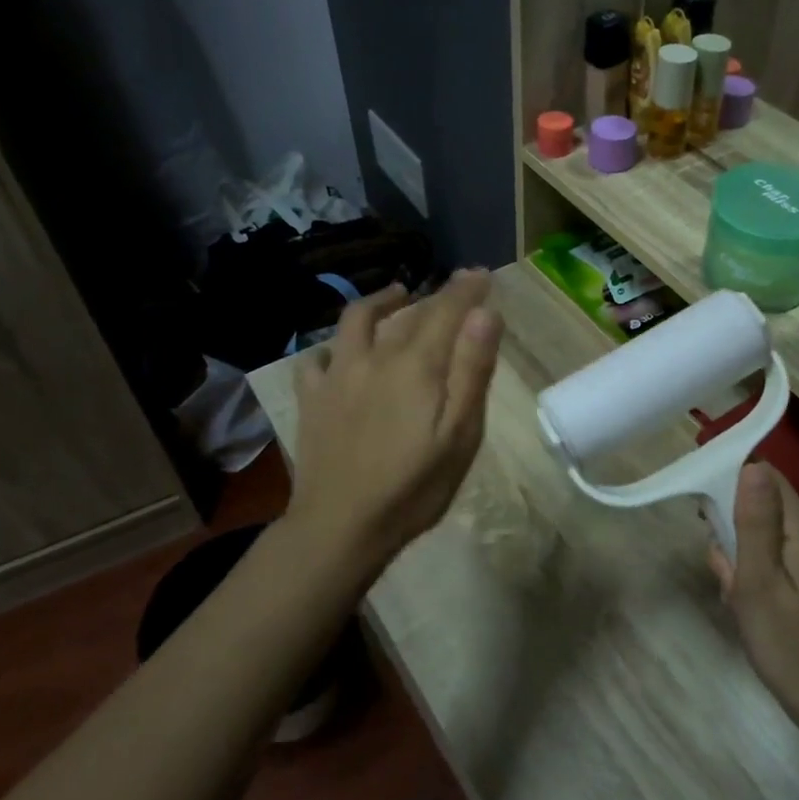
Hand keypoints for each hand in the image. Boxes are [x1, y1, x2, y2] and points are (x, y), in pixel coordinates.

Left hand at [288, 270, 503, 574]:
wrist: (341, 526)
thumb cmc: (414, 487)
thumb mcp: (460, 434)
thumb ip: (472, 371)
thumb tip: (486, 314)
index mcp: (416, 366)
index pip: (446, 312)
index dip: (466, 289)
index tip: (482, 273)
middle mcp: (374, 358)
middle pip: (408, 313)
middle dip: (436, 295)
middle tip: (455, 289)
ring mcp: (337, 376)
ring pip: (356, 321)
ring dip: (381, 301)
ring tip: (398, 295)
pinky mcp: (312, 399)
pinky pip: (317, 357)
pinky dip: (334, 345)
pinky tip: (340, 351)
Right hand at [707, 465, 798, 737]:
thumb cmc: (790, 646)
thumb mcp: (759, 582)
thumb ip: (754, 522)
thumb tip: (751, 465)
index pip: (765, 475)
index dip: (730, 484)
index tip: (706, 517)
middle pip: (761, 505)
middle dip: (732, 532)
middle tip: (726, 574)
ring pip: (763, 535)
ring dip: (740, 560)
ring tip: (737, 599)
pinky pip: (774, 559)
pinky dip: (754, 577)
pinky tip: (749, 609)